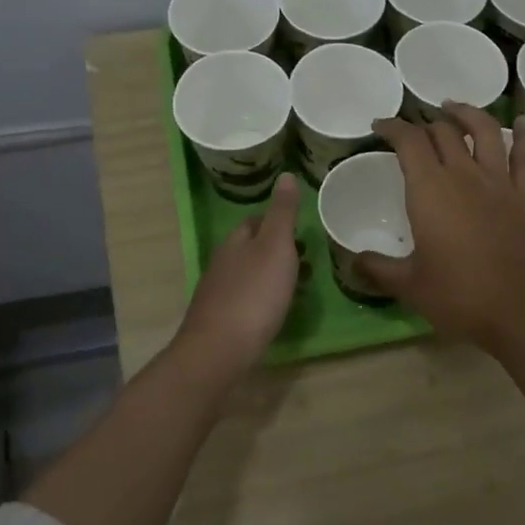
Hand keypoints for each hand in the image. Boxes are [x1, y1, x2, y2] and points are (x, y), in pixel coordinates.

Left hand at [175, 174, 301, 378]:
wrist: (221, 350)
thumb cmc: (254, 294)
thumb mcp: (276, 247)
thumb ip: (282, 213)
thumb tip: (286, 174)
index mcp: (236, 242)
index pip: (254, 221)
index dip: (276, 220)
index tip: (300, 228)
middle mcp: (222, 263)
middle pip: (250, 248)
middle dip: (276, 249)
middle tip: (306, 256)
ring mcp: (219, 293)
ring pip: (248, 274)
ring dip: (271, 274)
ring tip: (298, 283)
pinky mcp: (221, 320)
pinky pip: (246, 299)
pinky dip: (263, 298)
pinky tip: (275, 310)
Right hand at [362, 105, 524, 350]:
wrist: (520, 312)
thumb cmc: (458, 297)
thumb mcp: (409, 285)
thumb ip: (378, 268)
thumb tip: (353, 260)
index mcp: (430, 190)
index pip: (408, 141)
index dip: (392, 127)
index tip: (381, 126)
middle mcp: (464, 175)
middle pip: (443, 132)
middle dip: (424, 124)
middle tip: (414, 131)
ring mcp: (499, 182)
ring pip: (484, 131)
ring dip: (467, 114)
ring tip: (454, 108)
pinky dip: (523, 135)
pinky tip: (521, 123)